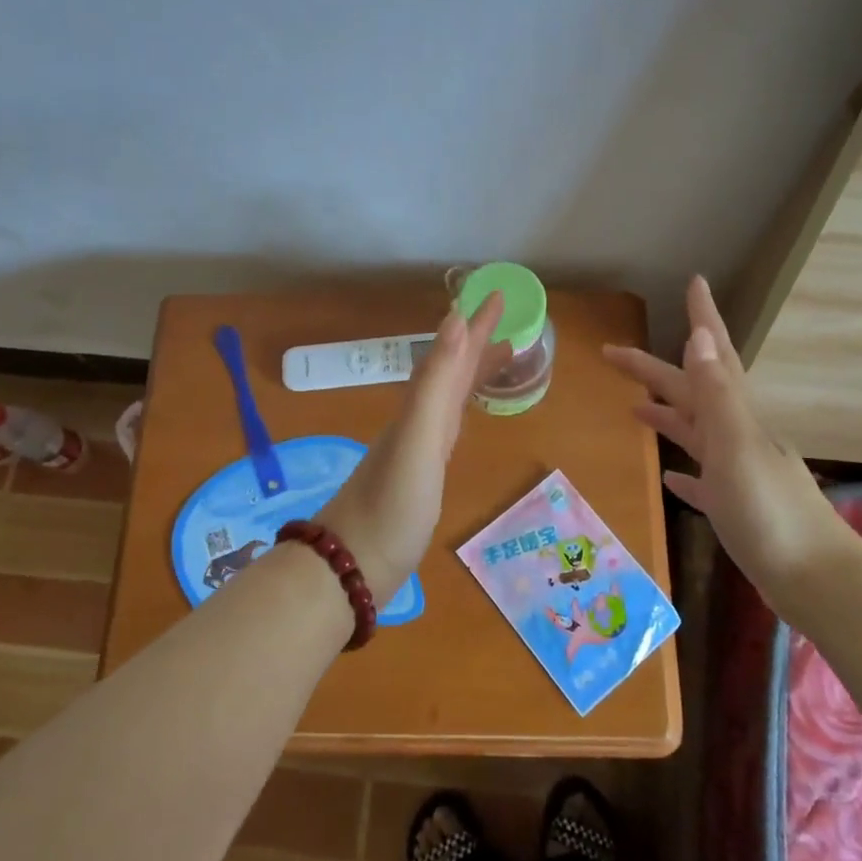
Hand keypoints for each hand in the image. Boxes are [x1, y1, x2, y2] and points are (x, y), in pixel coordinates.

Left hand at [317, 293, 508, 600]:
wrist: (352, 565)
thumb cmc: (391, 505)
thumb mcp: (418, 439)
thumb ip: (435, 383)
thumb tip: (452, 320)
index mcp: (420, 408)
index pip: (452, 354)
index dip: (474, 325)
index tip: (498, 295)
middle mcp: (418, 420)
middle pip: (451, 371)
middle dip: (478, 343)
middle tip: (509, 321)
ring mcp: (418, 449)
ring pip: (450, 397)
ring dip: (473, 373)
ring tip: (502, 360)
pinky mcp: (421, 477)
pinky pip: (448, 427)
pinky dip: (462, 411)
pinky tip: (464, 418)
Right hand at [603, 276, 853, 621]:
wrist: (814, 579)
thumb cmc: (770, 511)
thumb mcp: (737, 446)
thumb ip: (717, 394)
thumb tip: (699, 336)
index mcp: (736, 416)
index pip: (714, 357)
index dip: (704, 318)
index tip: (694, 282)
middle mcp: (737, 436)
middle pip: (690, 392)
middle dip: (654, 369)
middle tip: (613, 353)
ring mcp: (737, 472)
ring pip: (695, 432)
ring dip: (667, 414)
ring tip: (634, 406)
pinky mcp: (736, 507)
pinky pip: (703, 480)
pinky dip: (685, 472)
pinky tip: (671, 478)